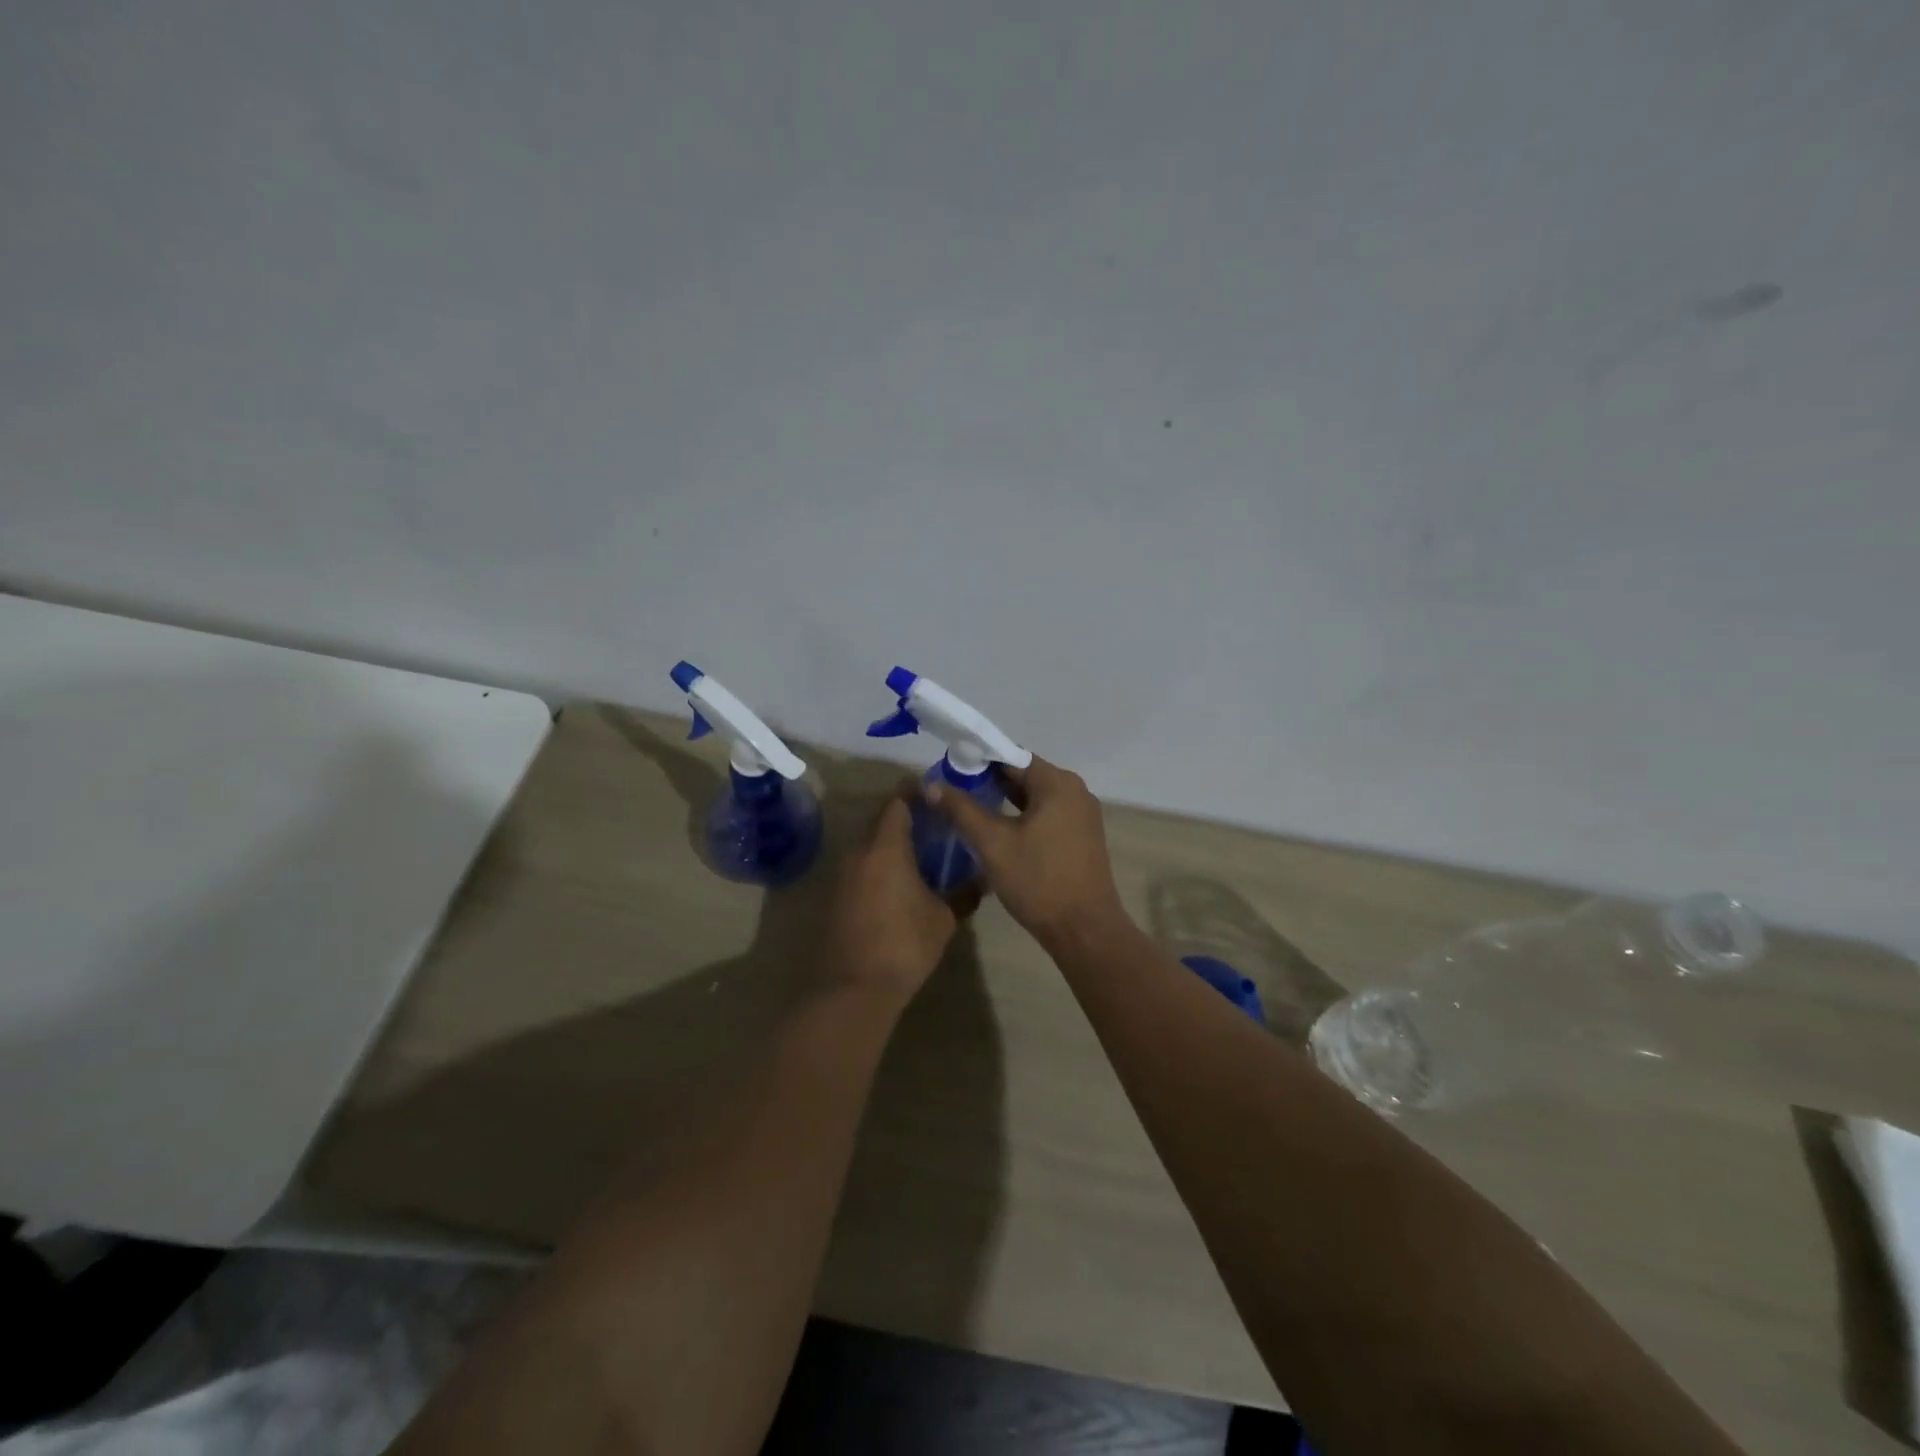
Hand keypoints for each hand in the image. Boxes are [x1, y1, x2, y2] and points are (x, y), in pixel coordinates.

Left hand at [822, 794, 970, 1002]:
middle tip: (934, 822)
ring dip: (890, 842)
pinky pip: (860, 867)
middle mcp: (858, 853)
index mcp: (885, 847)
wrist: (854, 989)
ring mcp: (842, 875)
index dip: (915, 792)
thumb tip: (982, 879)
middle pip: (880, 820)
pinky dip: (878, 865)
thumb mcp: (943, 918)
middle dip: (905, 816)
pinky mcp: (835, 897)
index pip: (897, 802)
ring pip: (868, 845)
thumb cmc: (904, 944)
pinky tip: (898, 882)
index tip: (935, 792)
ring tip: (920, 852)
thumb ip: (963, 893)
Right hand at [926, 757, 1126, 947]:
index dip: (977, 760)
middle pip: (1024, 774)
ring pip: (1035, 797)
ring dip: (1004, 800)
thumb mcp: (992, 843)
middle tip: (954, 793)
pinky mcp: (1081, 837)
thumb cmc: (1038, 881)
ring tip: (969, 810)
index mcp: (1057, 783)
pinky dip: (1022, 817)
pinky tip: (998, 831)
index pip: (1011, 756)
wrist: (1084, 930)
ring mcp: (1082, 815)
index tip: (949, 771)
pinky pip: (1047, 814)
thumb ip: (961, 809)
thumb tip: (931, 785)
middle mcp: (1075, 791)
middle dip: (989, 781)